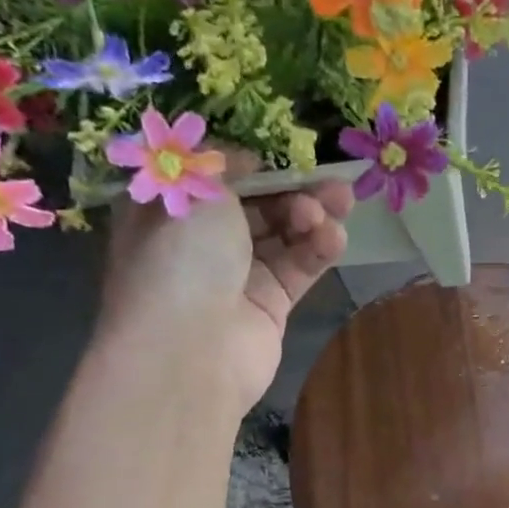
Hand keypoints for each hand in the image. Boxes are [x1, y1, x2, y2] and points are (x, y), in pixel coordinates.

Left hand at [98, 147, 353, 415]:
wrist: (190, 350)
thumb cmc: (181, 259)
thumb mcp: (198, 190)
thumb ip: (228, 167)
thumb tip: (249, 161)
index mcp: (171, 210)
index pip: (218, 178)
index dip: (254, 164)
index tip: (286, 156)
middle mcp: (201, 243)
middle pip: (257, 206)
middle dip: (295, 189)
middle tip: (330, 181)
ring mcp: (237, 277)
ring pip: (283, 236)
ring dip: (312, 216)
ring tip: (338, 205)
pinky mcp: (270, 306)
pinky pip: (298, 269)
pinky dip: (318, 250)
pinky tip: (335, 238)